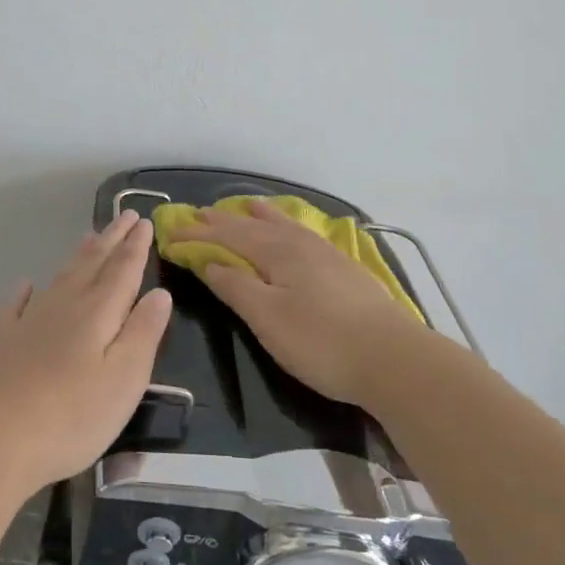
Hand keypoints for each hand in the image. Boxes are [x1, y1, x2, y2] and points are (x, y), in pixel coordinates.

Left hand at [0, 210, 172, 489]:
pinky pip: (16, 305)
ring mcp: (29, 322)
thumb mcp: (125, 378)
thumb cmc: (73, 414)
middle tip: (125, 215)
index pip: (123, 270)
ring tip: (89, 237)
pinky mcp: (3, 342)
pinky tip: (25, 284)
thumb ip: (143, 332)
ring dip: (77, 256)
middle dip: (111, 240)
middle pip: (91, 265)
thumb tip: (159, 293)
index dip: (135, 247)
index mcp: (98, 313)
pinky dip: (24, 292)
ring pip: (59, 278)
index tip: (144, 221)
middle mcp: (64, 306)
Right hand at [173, 200, 438, 405]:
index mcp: (276, 252)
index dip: (197, 235)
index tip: (170, 234)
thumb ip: (235, 286)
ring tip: (244, 205)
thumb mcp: (267, 318)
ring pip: (283, 225)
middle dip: (222, 221)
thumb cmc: (321, 341)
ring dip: (257, 216)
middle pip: (252, 226)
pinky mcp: (344, 269)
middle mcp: (299, 244)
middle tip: (197, 213)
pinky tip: (293, 232)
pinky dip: (286, 226)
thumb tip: (208, 261)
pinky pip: (302, 234)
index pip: (226, 237)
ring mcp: (325, 254)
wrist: (394, 359)